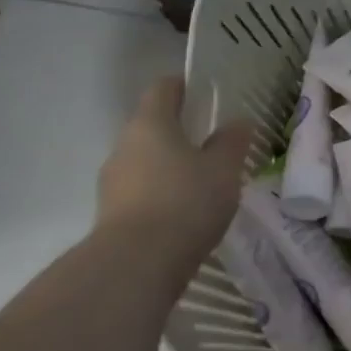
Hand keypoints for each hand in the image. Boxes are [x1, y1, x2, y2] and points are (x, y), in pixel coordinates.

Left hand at [97, 76, 253, 250]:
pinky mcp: (112, 213)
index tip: (207, 94)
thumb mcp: (223, 170)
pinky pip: (141, 190)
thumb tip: (238, 122)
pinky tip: (185, 212)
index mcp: (151, 123)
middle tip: (213, 143)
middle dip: (180, 130)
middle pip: (152, 125)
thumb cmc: (185, 202)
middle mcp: (125, 145)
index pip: (163, 88)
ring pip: (146, 160)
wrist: (136, 264)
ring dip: (170, 165)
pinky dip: (162, 193)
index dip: (185, 86)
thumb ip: (232, 142)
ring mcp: (113, 180)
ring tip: (203, 182)